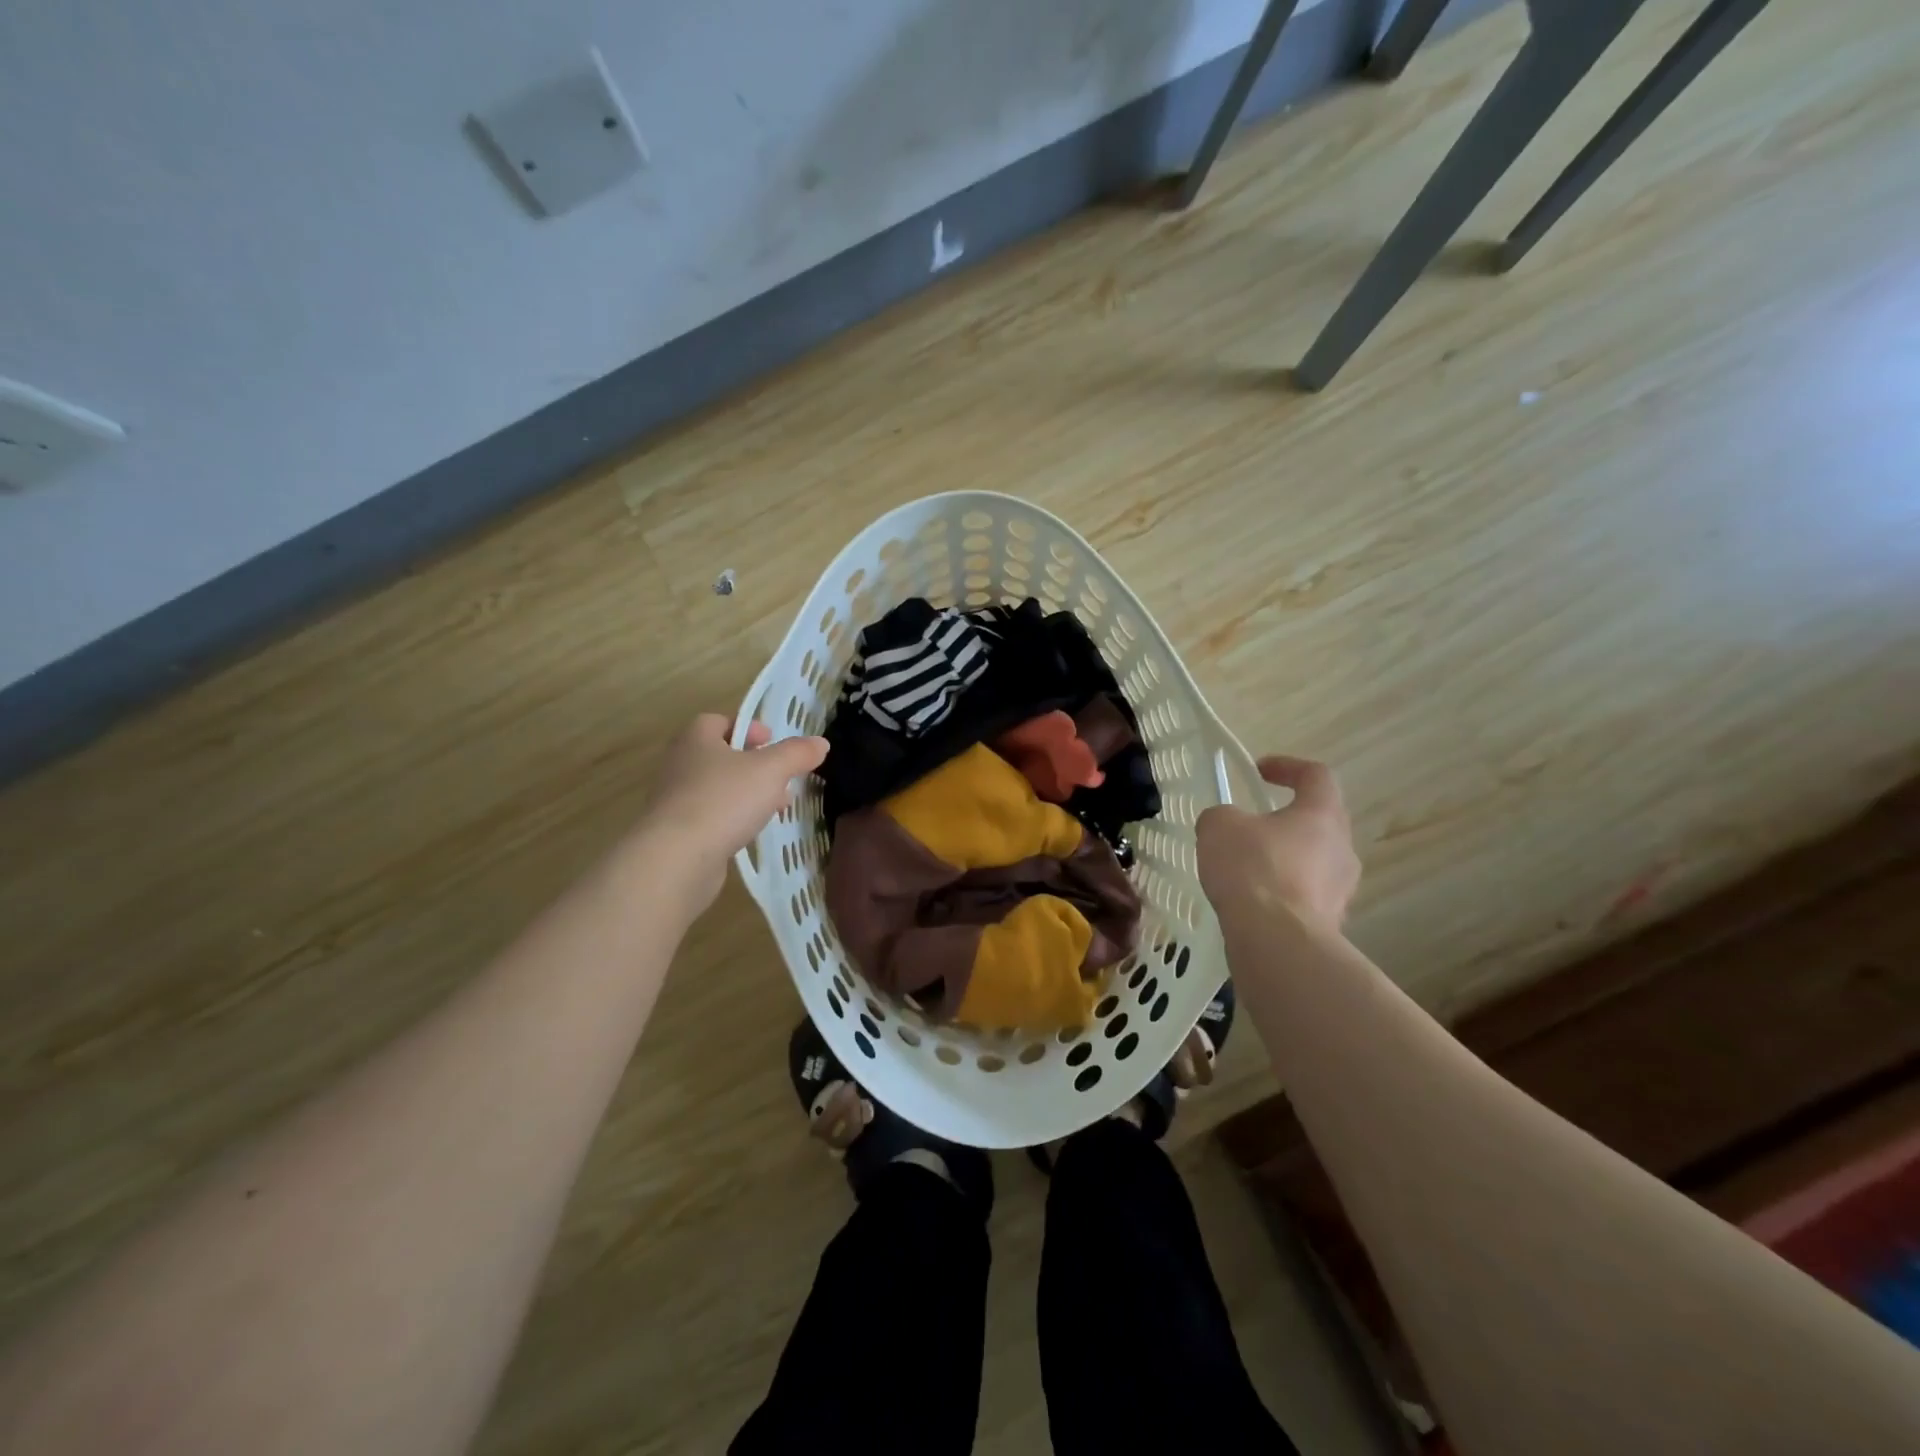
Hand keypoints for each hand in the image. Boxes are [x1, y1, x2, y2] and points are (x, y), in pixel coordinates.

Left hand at [637, 714, 827, 908]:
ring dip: (746, 794)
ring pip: (718, 788)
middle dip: (753, 765)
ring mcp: (674, 800)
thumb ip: (796, 754)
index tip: (772, 742)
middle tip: (781, 778)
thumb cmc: (724, 800)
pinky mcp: (676, 833)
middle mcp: (680, 764)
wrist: (676, 858)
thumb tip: (820, 743)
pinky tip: (751, 832)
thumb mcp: (771, 770)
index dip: (747, 728)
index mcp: (696, 739)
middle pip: (720, 756)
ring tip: (775, 808)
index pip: (718, 721)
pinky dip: (731, 819)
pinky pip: (710, 817)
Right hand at [1196, 756, 1358, 934]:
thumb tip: (1227, 825)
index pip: (1316, 775)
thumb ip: (1222, 816)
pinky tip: (1254, 903)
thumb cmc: (1252, 869)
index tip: (1258, 772)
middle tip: (1251, 827)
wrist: (1276, 941)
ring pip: (1314, 861)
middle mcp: (1342, 848)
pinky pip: (1306, 896)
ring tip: (1247, 870)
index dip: (1287, 767)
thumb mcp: (1219, 826)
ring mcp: (1342, 890)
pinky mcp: (1331, 923)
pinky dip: (1283, 893)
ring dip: (1285, 859)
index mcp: (1321, 815)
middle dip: (1285, 819)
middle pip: (1319, 821)